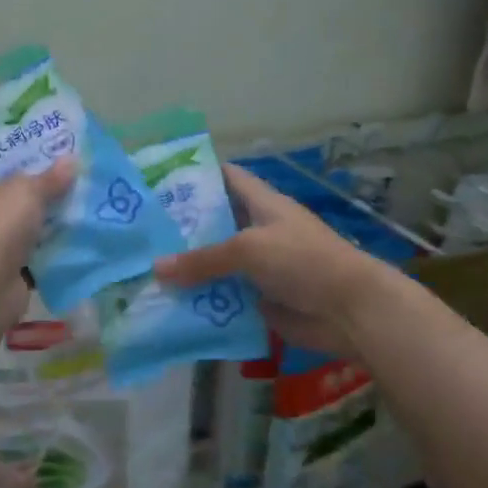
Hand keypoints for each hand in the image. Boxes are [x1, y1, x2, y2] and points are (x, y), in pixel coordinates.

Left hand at [0, 160, 74, 322]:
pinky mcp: (13, 269)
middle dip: (49, 189)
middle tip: (84, 176)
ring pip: (33, 225)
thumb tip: (72, 159)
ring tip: (92, 204)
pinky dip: (58, 248)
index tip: (59, 150)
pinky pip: (41, 253)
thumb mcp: (27, 191)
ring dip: (57, 220)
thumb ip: (50, 177)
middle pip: (20, 196)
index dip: (28, 156)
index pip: (2, 164)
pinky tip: (86, 237)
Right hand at [153, 164, 397, 357]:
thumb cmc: (302, 261)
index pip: (226, 178)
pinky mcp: (258, 299)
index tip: (158, 182)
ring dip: (186, 270)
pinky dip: (201, 302)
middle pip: (213, 224)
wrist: (348, 310)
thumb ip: (202, 259)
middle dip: (180, 229)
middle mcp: (257, 231)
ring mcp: (258, 267)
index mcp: (261, 204)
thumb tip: (156, 269)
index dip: (196, 176)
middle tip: (138, 234)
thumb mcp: (248, 249)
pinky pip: (223, 297)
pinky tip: (167, 306)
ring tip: (142, 272)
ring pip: (215, 265)